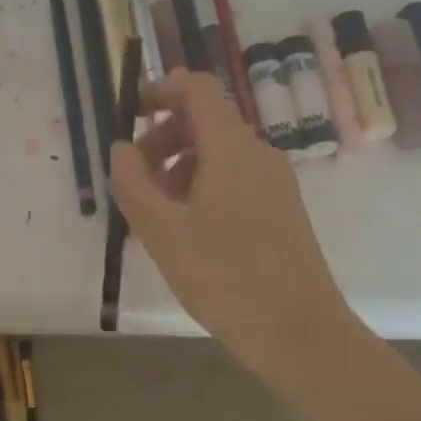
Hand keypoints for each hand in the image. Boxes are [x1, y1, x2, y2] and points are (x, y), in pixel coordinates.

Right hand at [111, 71, 362, 383]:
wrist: (299, 333)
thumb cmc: (224, 277)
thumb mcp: (162, 231)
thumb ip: (133, 183)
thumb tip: (120, 147)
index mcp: (231, 147)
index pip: (197, 88)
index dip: (160, 90)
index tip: (128, 115)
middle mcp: (258, 153)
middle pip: (204, 121)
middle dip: (161, 138)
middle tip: (134, 181)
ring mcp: (274, 182)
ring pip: (217, 153)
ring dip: (178, 167)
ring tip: (154, 215)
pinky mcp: (281, 210)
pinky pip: (234, 179)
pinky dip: (201, 188)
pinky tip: (185, 232)